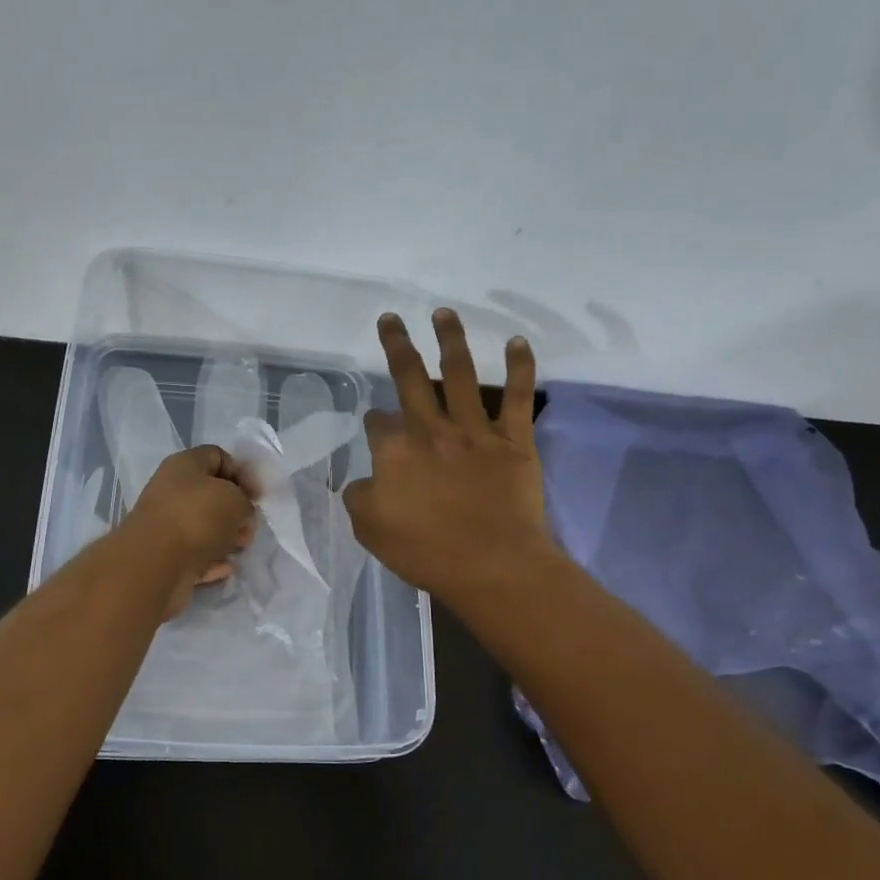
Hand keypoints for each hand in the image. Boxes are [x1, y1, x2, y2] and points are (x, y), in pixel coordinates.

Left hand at [120, 445, 256, 618]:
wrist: (154, 565)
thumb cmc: (198, 518)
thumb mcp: (237, 500)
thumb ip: (245, 502)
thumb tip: (239, 515)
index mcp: (185, 465)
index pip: (218, 456)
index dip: (242, 473)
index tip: (257, 497)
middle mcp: (171, 490)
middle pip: (211, 494)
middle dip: (235, 511)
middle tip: (248, 526)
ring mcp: (165, 524)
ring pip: (203, 526)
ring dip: (225, 537)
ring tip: (239, 548)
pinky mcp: (164, 556)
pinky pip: (194, 554)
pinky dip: (211, 560)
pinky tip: (225, 568)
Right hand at [342, 309, 554, 608]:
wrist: (491, 565)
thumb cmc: (426, 551)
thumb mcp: (369, 530)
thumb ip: (360, 497)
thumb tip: (364, 480)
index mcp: (394, 452)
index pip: (378, 423)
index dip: (375, 422)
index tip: (377, 427)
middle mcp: (431, 430)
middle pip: (410, 378)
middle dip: (397, 345)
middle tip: (391, 319)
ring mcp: (475, 431)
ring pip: (461, 374)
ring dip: (451, 339)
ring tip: (444, 313)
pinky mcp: (513, 440)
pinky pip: (518, 397)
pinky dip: (520, 367)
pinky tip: (517, 342)